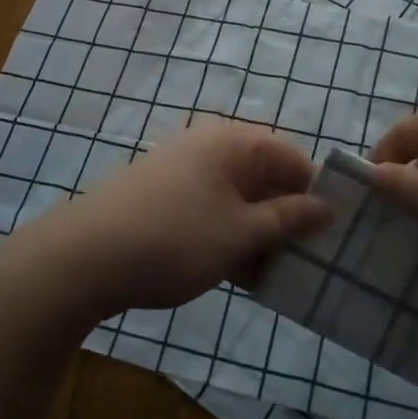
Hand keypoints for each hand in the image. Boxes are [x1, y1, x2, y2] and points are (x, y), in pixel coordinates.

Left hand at [30, 121, 330, 317]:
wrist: (84, 257)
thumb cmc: (176, 238)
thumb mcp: (241, 233)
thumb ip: (288, 219)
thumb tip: (326, 206)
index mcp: (235, 142)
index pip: (293, 158)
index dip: (315, 195)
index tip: (332, 236)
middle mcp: (210, 145)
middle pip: (265, 177)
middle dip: (287, 219)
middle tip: (306, 262)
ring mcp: (183, 169)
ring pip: (238, 198)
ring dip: (258, 233)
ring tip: (274, 276)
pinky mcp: (163, 195)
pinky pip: (212, 209)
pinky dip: (229, 236)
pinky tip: (237, 274)